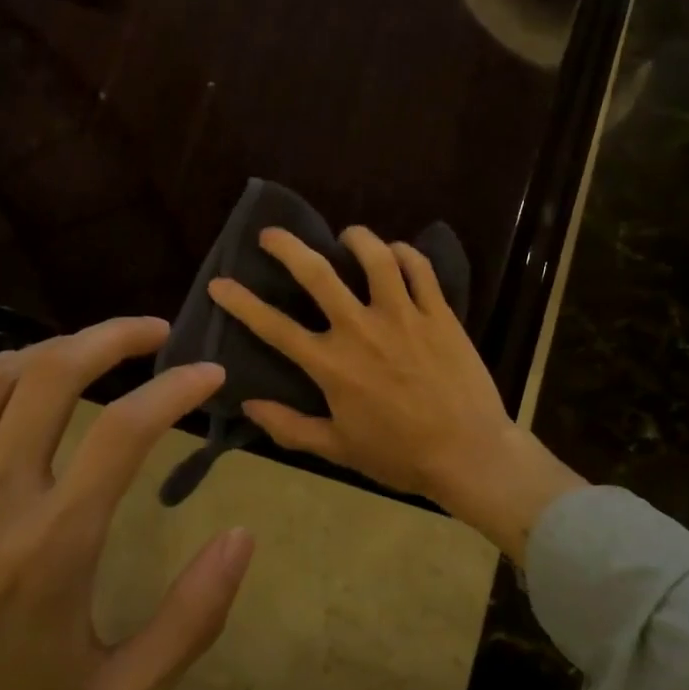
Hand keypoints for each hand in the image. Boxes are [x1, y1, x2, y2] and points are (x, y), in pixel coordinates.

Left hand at [0, 318, 253, 689]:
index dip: (177, 388)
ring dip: (49, 350)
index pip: (126, 429)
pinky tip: (10, 386)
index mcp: (52, 546)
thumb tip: (242, 536)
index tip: (210, 373)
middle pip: (52, 375)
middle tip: (154, 332)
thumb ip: (192, 616)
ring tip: (90, 352)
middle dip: (112, 338)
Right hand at [208, 227, 582, 561]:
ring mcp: (403, 316)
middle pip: (318, 274)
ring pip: (375, 258)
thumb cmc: (399, 455)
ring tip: (346, 236)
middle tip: (271, 234)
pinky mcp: (439, 313)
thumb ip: (290, 427)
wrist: (469, 454)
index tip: (220, 283)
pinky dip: (405, 253)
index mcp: (332, 365)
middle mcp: (362, 330)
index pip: (274, 327)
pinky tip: (396, 252)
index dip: (241, 303)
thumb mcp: (338, 449)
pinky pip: (420, 270)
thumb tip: (248, 405)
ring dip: (356, 239)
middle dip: (287, 247)